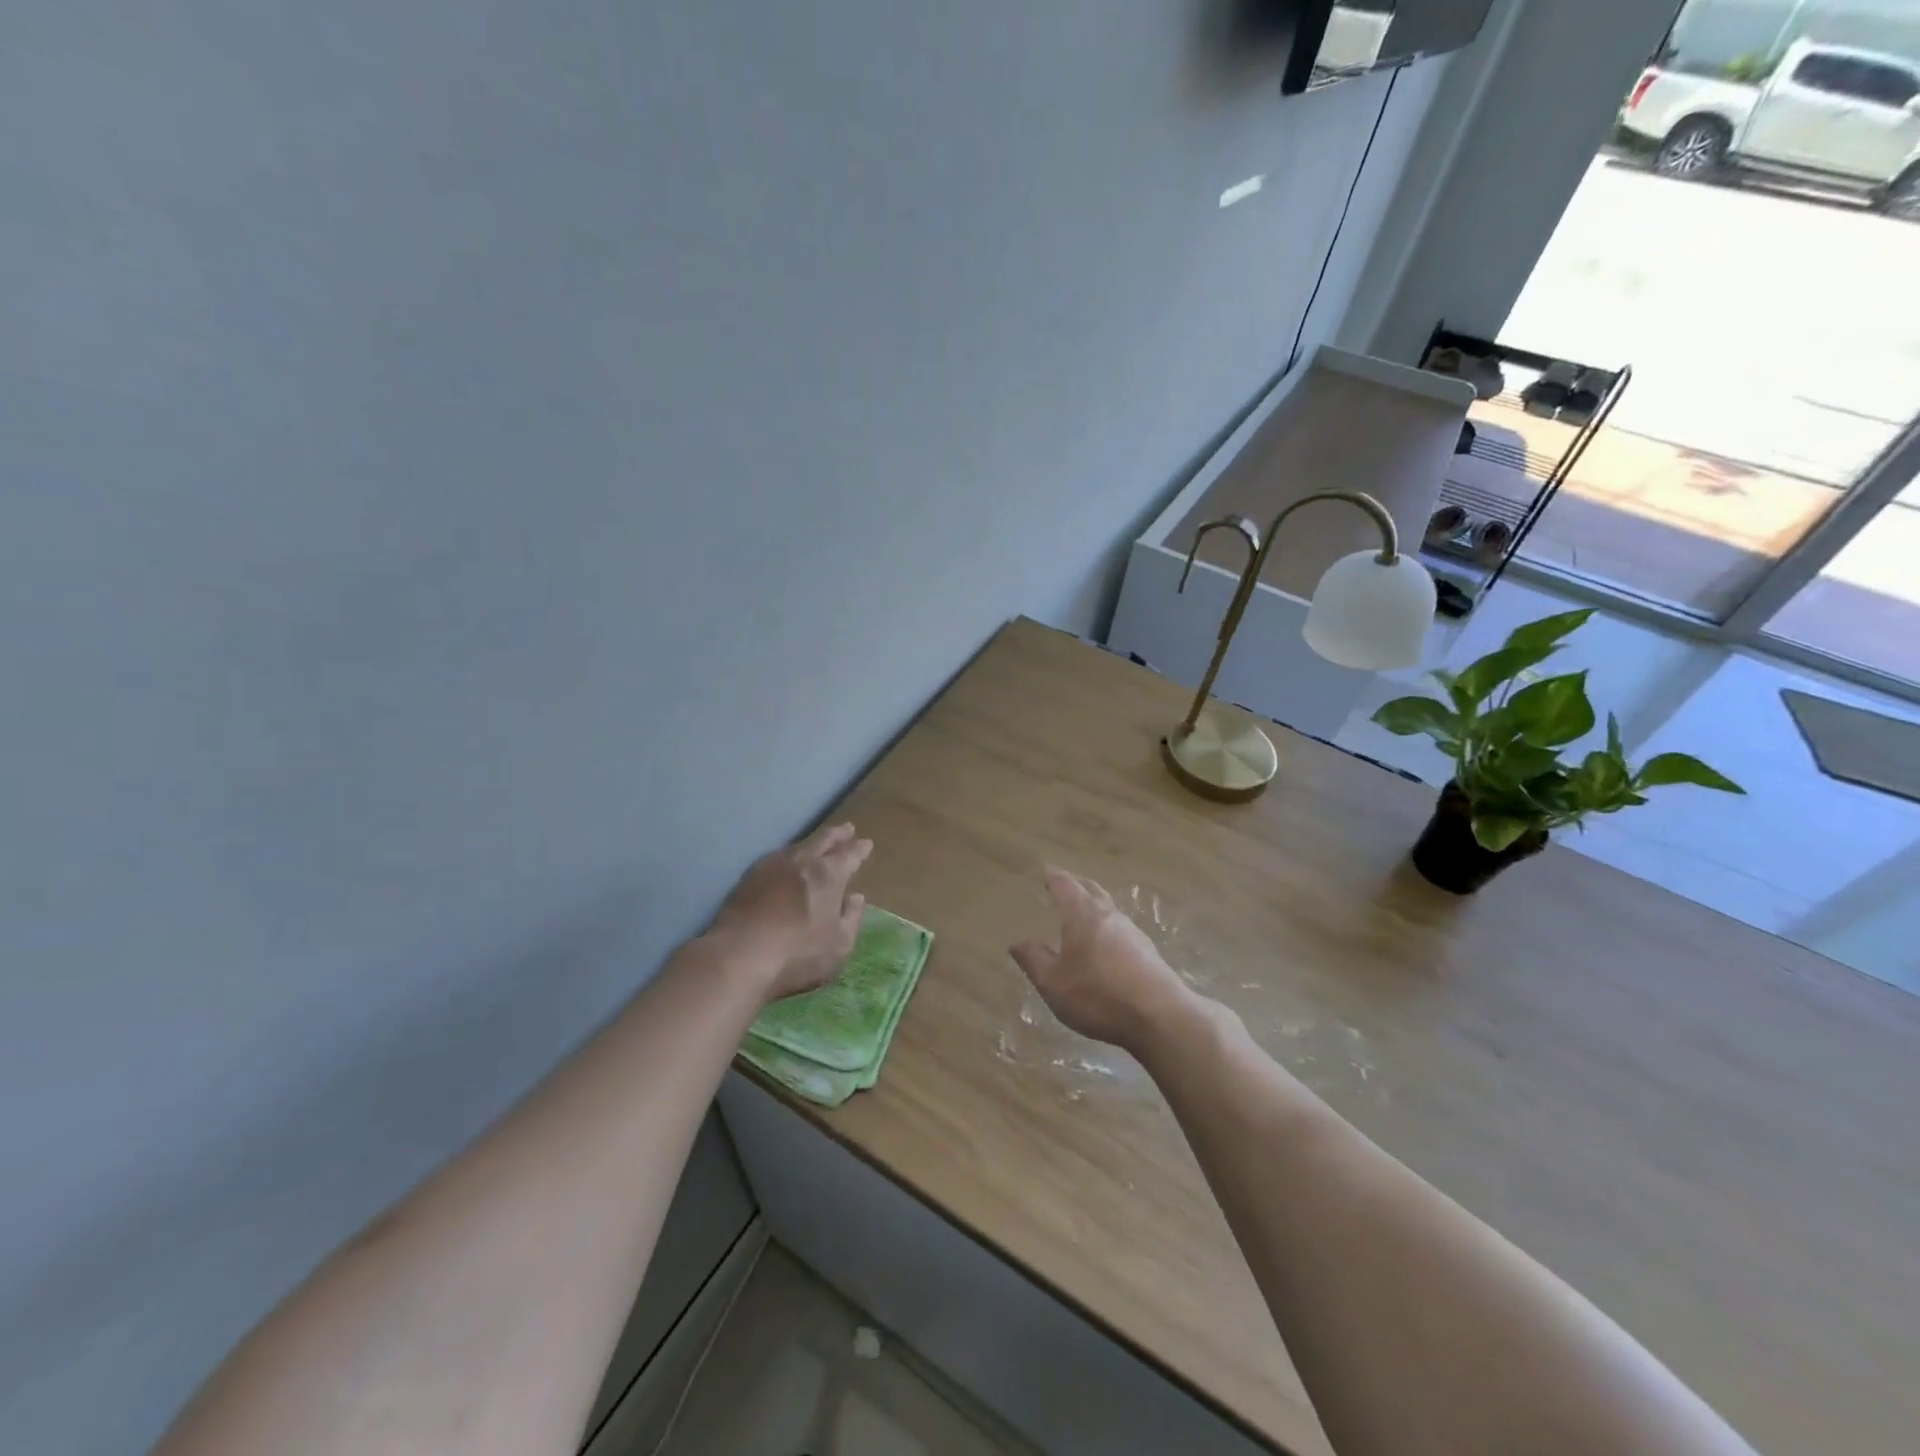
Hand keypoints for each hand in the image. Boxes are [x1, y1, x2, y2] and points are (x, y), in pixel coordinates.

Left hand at [710, 823, 872, 1001]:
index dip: (859, 849)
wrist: (739, 956)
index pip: (849, 854)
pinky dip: (790, 854)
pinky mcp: (749, 877)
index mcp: (829, 874)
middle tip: (847, 829)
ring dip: (813, 842)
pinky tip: (787, 861)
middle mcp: (802, 861)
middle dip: (837, 834)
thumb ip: (851, 918)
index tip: (866, 843)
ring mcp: (772, 865)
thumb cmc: (798, 953)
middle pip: (823, 840)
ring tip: (818, 842)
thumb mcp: (839, 944)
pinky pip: (777, 856)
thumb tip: (855, 897)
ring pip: (798, 845)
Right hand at [1008, 868, 1195, 1050]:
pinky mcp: (1147, 951)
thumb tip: (1017, 942)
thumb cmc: (1098, 995)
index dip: (1053, 877)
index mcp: (1082, 915)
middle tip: (1063, 882)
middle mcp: (1108, 915)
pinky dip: (1107, 924)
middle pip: (1091, 889)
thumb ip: (1034, 960)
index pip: (1065, 885)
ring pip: (1108, 907)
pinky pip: (1120, 927)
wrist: (1159, 1016)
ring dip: (1093, 903)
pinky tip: (1105, 941)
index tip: (1046, 870)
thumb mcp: (1053, 983)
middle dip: (1076, 884)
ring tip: (1082, 910)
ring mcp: (1132, 931)